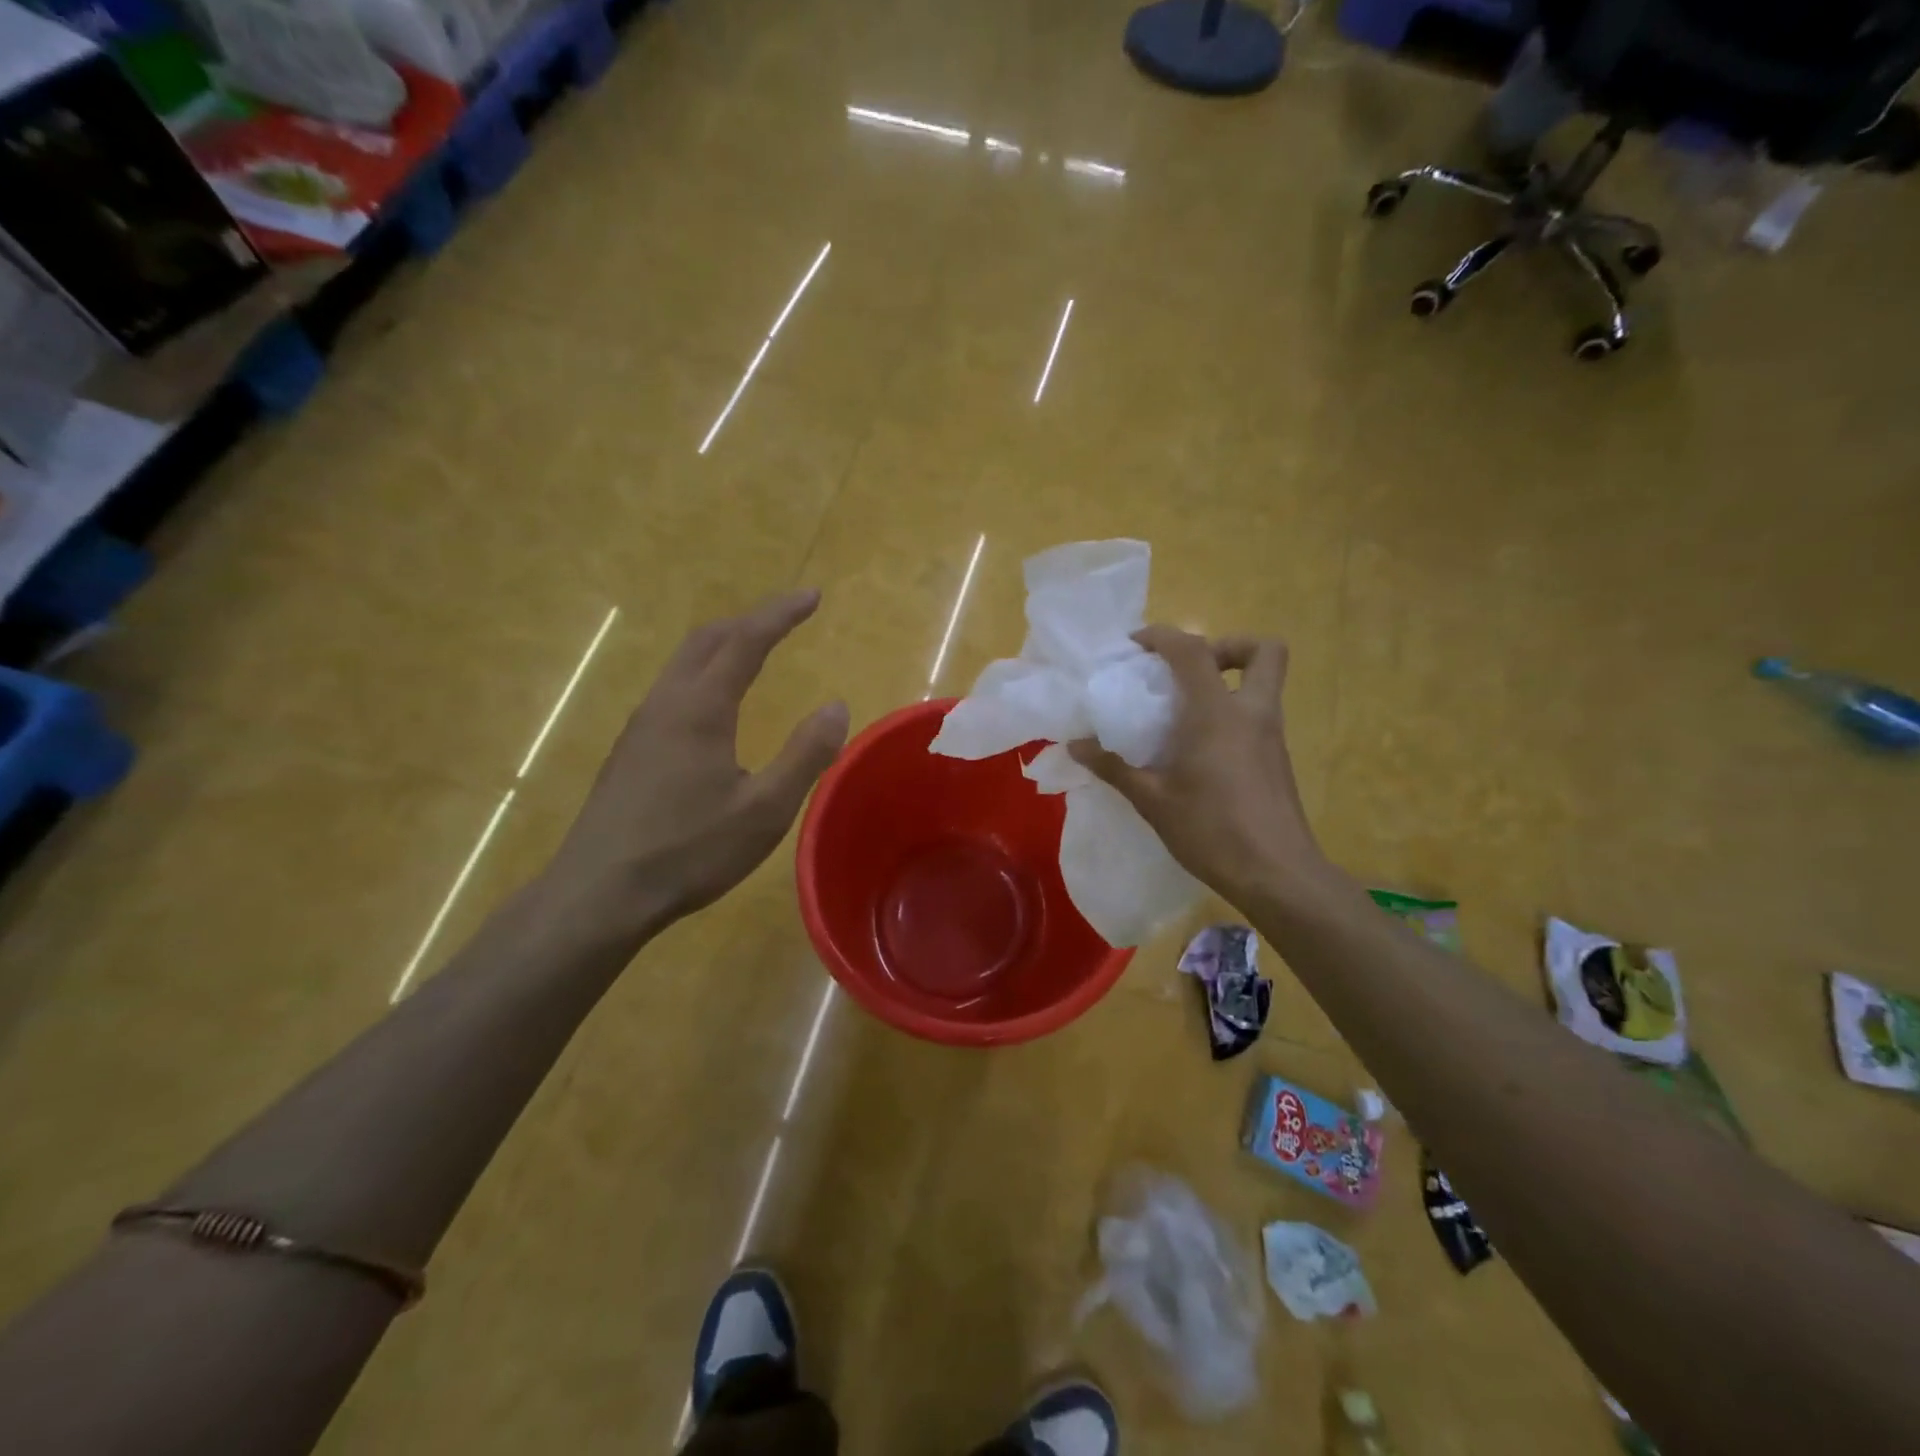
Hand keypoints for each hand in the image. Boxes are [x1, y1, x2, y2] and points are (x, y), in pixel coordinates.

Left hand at [544, 591, 848, 940]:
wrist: (599, 894)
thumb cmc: (689, 851)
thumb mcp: (764, 809)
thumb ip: (805, 754)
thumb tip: (836, 706)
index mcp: (700, 707)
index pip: (745, 640)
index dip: (780, 614)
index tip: (812, 595)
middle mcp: (666, 703)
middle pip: (707, 639)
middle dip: (750, 619)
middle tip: (787, 617)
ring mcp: (641, 726)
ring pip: (684, 663)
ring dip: (723, 645)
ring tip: (756, 649)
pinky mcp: (630, 751)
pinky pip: (672, 689)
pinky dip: (704, 673)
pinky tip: (714, 704)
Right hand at [1068, 626, 1327, 911]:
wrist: (1277, 874)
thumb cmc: (1211, 830)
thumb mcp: (1152, 800)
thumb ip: (1113, 767)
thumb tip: (1075, 746)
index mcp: (1217, 713)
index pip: (1193, 650)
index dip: (1163, 636)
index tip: (1135, 647)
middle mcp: (1252, 713)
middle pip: (1263, 650)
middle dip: (1226, 646)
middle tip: (1186, 672)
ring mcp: (1271, 735)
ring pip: (1262, 683)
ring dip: (1226, 681)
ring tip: (1183, 712)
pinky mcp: (1277, 759)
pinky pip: (1256, 714)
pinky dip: (1230, 714)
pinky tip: (1199, 751)